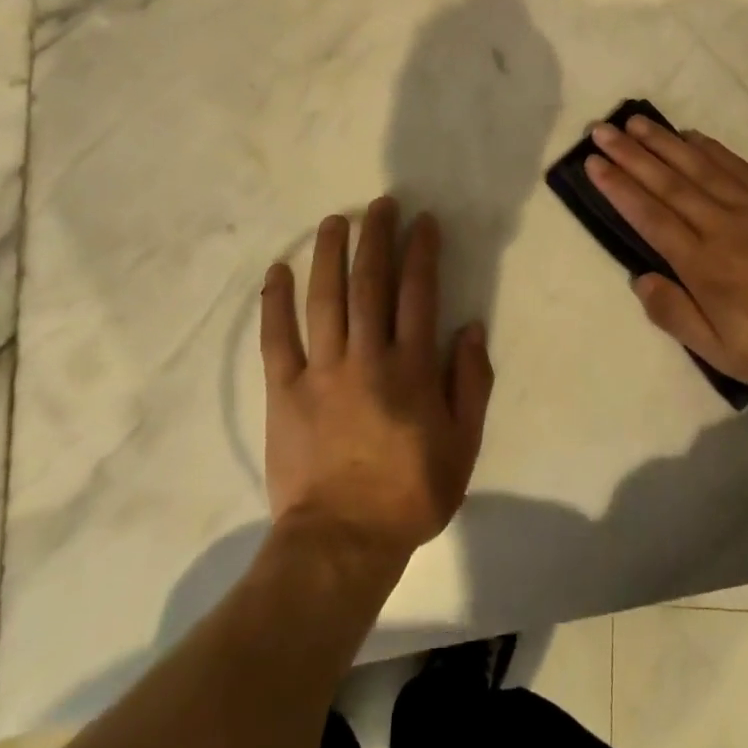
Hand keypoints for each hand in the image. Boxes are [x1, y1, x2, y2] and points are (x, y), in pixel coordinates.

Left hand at [260, 198, 493, 566]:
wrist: (342, 542)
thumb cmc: (410, 494)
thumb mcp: (462, 446)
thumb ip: (471, 384)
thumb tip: (471, 329)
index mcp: (411, 369)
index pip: (419, 293)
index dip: (421, 252)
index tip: (423, 221)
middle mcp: (367, 357)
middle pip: (371, 283)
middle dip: (377, 238)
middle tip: (380, 204)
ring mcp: (322, 371)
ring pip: (326, 299)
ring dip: (330, 254)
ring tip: (335, 220)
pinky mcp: (284, 390)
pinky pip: (277, 338)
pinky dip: (276, 302)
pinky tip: (278, 270)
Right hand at [586, 116, 747, 391]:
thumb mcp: (721, 351)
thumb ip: (675, 314)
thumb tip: (640, 278)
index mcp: (701, 263)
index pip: (650, 216)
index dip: (619, 187)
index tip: (594, 162)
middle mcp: (720, 226)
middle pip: (667, 183)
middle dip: (631, 155)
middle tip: (602, 130)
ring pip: (698, 167)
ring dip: (664, 143)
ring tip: (636, 123)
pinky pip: (738, 166)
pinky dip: (711, 149)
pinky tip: (692, 135)